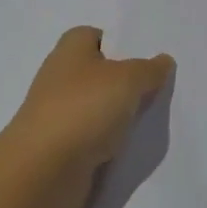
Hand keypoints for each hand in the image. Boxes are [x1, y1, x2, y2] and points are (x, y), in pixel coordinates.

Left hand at [5, 26, 173, 207]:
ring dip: (117, 115)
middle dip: (125, 82)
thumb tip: (163, 61)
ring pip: (96, 108)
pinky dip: (107, 143)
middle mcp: (59, 77)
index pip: (95, 36)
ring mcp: (57, 114)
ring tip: (148, 121)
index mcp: (70, 49)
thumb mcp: (129, 79)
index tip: (145, 59)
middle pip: (98, 73)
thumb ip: (150, 69)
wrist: (43, 171)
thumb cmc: (84, 108)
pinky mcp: (59, 147)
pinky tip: (128, 148)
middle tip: (156, 90)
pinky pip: (91, 138)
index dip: (119, 44)